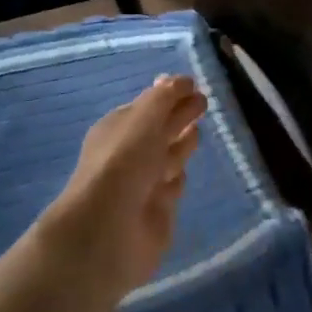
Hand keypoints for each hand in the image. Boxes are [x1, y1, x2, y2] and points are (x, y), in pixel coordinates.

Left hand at [41, 75, 205, 304]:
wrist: (108, 231)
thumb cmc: (124, 164)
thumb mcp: (144, 119)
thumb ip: (164, 98)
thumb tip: (180, 80)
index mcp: (118, 127)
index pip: (147, 105)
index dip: (168, 94)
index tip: (191, 84)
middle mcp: (129, 154)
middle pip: (159, 129)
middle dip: (179, 115)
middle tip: (203, 101)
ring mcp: (143, 185)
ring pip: (166, 157)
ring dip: (181, 143)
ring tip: (198, 129)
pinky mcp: (157, 212)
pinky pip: (171, 187)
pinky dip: (178, 178)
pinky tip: (185, 171)